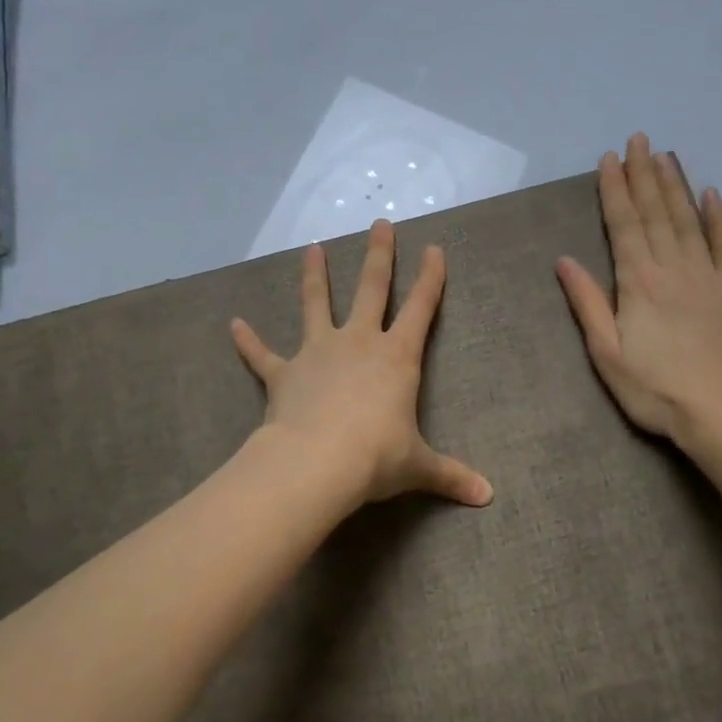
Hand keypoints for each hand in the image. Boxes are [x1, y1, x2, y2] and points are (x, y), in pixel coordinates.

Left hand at [232, 221, 492, 509]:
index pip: (421, 308)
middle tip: (380, 224)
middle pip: (371, 289)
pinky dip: (249, 341)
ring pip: (316, 304)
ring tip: (311, 248)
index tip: (434, 248)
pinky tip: (235, 325)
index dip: (431, 278)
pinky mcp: (283, 373)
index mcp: (396, 358)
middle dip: (378, 256)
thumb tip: (487, 497)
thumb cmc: (376, 458)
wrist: (317, 463)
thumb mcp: (419, 466)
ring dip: (314, 276)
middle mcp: (358, 343)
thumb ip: (451, 476)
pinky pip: (262, 355)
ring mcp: (317, 353)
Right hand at [556, 133, 721, 448]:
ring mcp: (709, 275)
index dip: (614, 189)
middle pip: (656, 212)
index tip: (609, 159)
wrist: (721, 413)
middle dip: (644, 174)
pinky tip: (710, 194)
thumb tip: (565, 260)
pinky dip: (717, 217)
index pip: (624, 224)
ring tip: (666, 156)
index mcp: (638, 282)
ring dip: (675, 186)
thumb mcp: (606, 353)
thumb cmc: (654, 389)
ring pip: (688, 219)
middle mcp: (673, 267)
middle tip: (639, 140)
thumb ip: (587, 303)